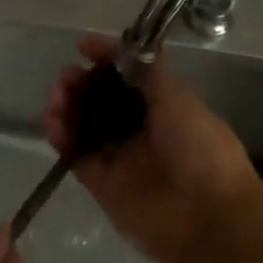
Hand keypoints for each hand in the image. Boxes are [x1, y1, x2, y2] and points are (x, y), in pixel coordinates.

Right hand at [44, 36, 262, 262]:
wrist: (208, 216)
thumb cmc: (198, 145)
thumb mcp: (176, 95)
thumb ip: (147, 69)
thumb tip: (124, 47)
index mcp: (161, 102)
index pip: (126, 73)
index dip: (105, 57)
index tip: (83, 46)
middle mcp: (139, 127)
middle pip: (100, 98)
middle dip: (81, 82)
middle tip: (66, 76)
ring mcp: (120, 156)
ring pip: (84, 124)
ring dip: (67, 105)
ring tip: (57, 95)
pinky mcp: (102, 185)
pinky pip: (76, 155)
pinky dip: (61, 136)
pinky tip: (53, 119)